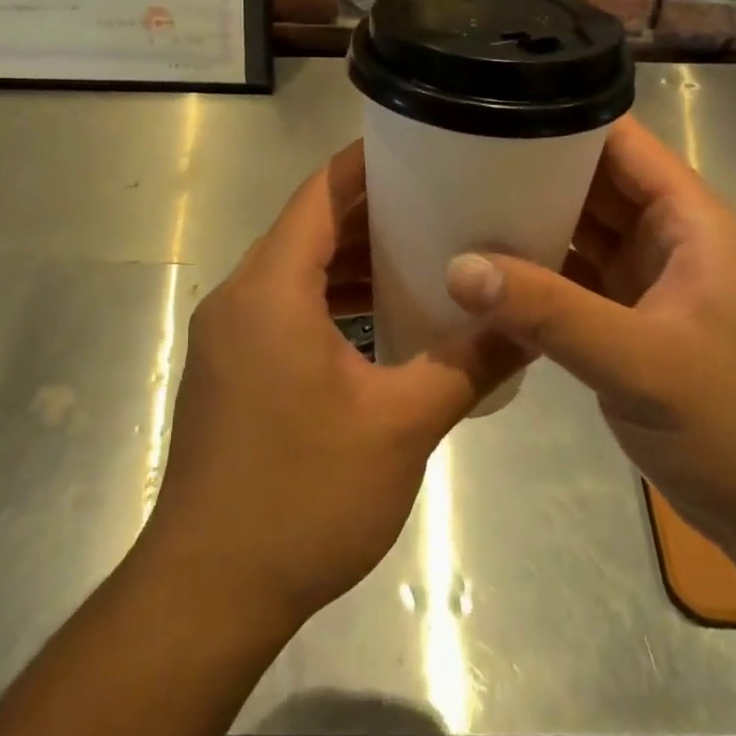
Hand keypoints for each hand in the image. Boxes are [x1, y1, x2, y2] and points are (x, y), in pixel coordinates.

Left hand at [141, 142, 522, 633]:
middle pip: (305, 227)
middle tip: (437, 199)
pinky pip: (281, 307)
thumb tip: (527, 323)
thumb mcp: (401, 425)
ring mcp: (227, 336)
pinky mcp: (228, 370)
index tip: (419, 146)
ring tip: (418, 251)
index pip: (319, 194)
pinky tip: (375, 317)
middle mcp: (239, 298)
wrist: (209, 590)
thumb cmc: (303, 496)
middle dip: (367, 210)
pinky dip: (326, 298)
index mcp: (271, 290)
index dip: (365, 164)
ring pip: (292, 270)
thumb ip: (467, 364)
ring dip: (347, 257)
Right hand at [445, 116, 735, 560]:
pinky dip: (529, 275)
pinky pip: (566, 280)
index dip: (561, 117)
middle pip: (589, 182)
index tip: (488, 110)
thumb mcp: (643, 362)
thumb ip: (551, 312)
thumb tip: (458, 267)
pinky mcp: (621, 323)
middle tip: (451, 158)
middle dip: (529, 168)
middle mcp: (664, 238)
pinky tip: (479, 273)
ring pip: (575, 231)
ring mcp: (642, 282)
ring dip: (525, 221)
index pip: (619, 141)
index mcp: (687, 219)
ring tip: (452, 204)